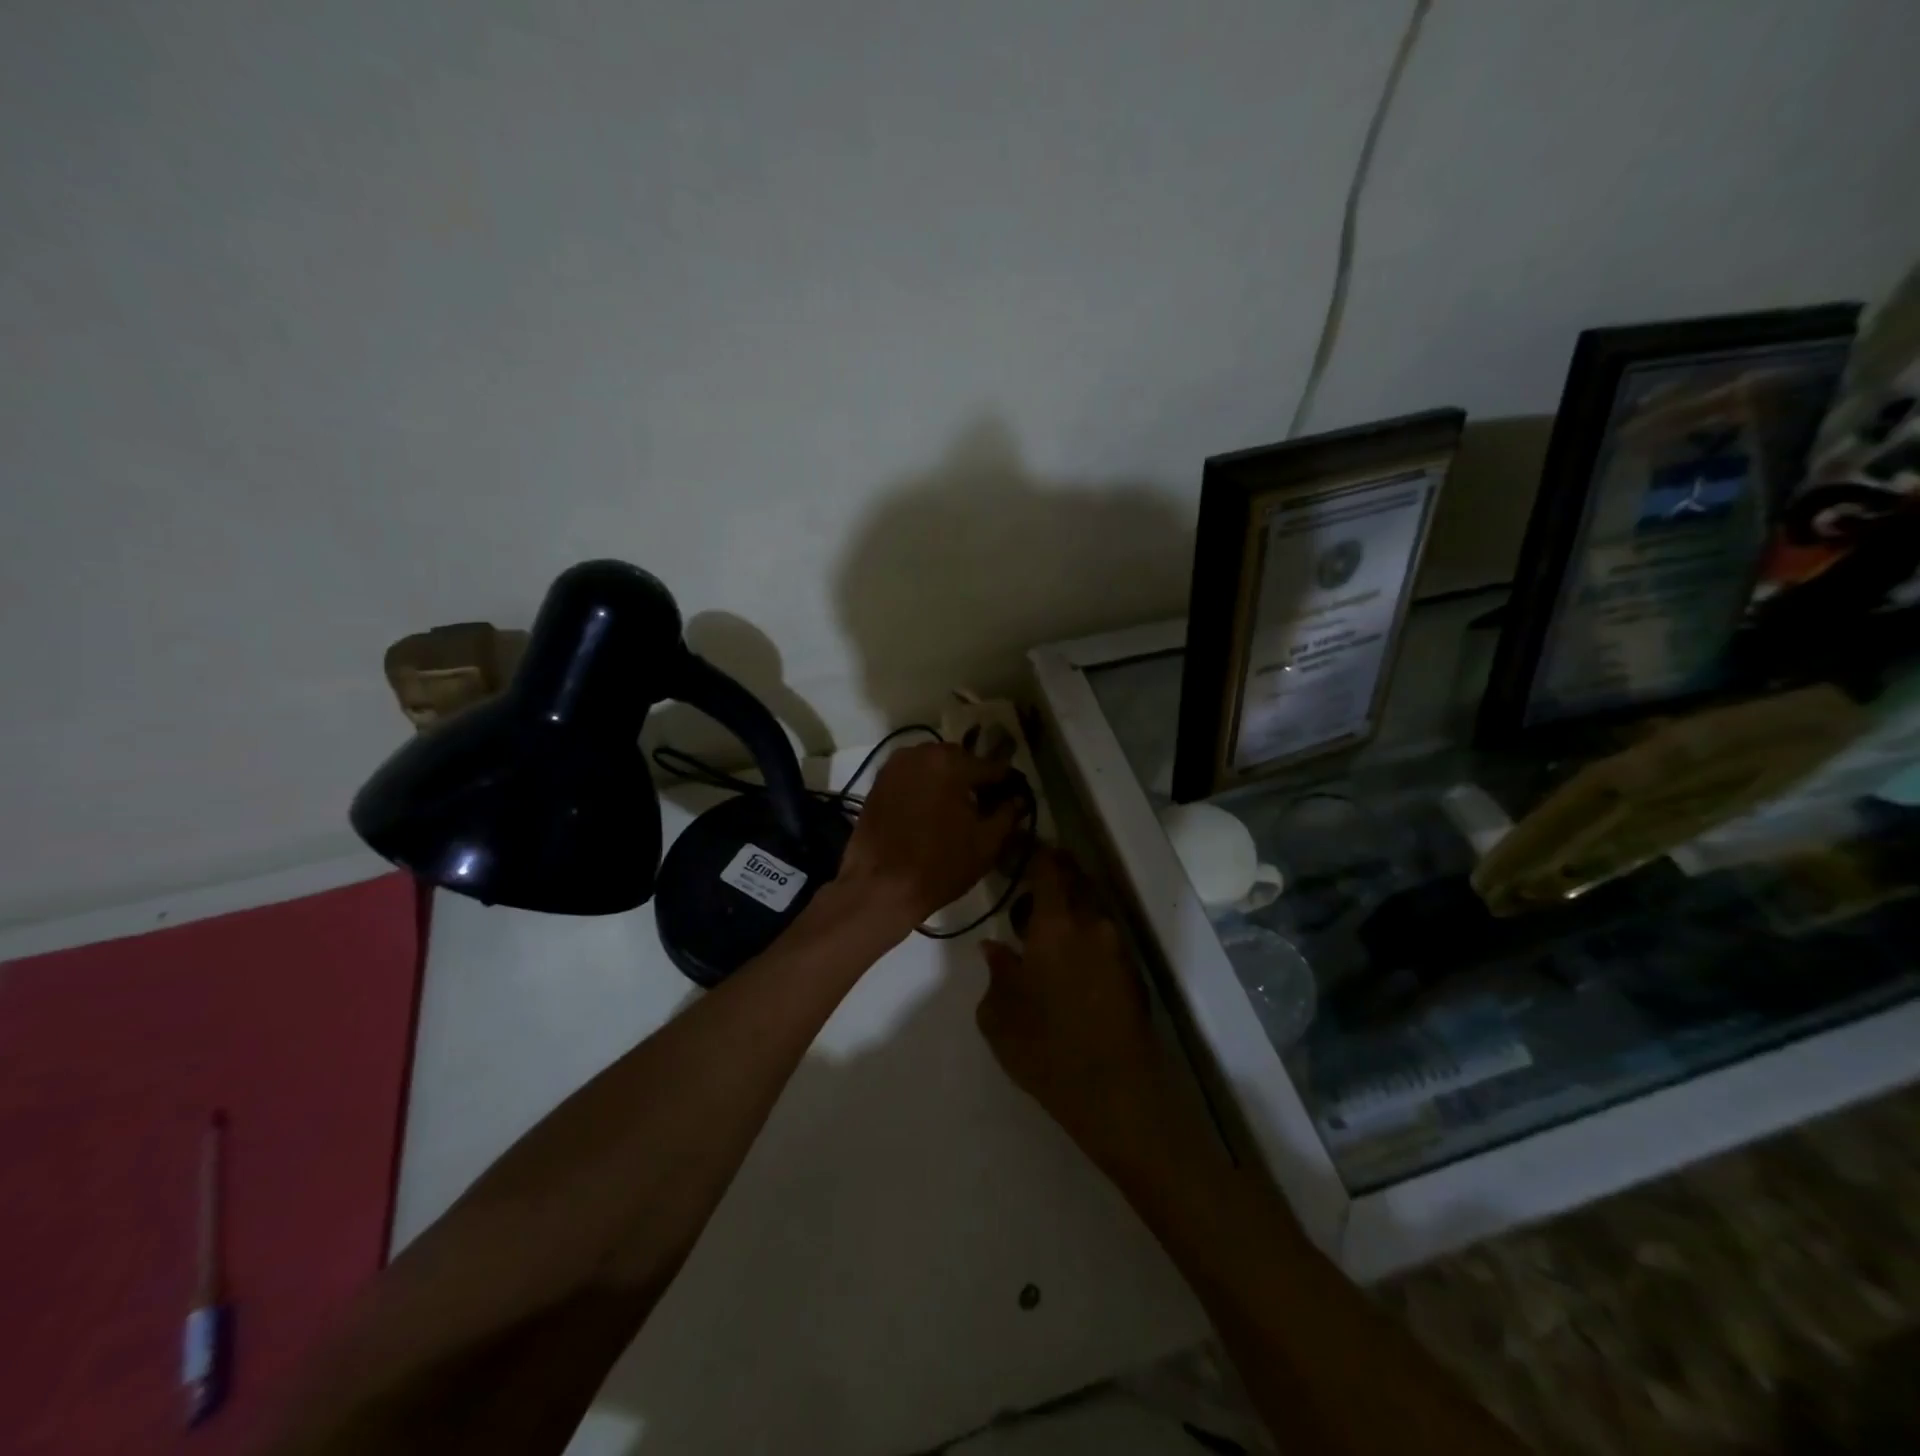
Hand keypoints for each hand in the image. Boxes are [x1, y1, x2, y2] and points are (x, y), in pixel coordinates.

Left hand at [837, 741, 1026, 931]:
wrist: (879, 887)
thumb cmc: (939, 866)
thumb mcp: (986, 843)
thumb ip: (1007, 814)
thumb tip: (1017, 799)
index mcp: (951, 762)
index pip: (991, 767)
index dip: (1006, 783)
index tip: (1014, 797)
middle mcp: (921, 752)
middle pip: (960, 760)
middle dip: (973, 778)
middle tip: (984, 805)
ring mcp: (895, 765)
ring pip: (933, 766)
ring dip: (947, 781)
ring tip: (956, 810)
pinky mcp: (878, 782)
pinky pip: (911, 777)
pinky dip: (924, 787)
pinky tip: (930, 812)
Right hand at [976, 849, 1186, 1160]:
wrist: (1119, 1094)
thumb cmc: (1047, 1051)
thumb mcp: (999, 1016)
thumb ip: (995, 972)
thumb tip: (995, 947)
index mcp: (1056, 925)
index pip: (1048, 867)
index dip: (1032, 851)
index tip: (1015, 847)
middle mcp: (1092, 924)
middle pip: (1075, 878)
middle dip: (1052, 872)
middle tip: (1025, 886)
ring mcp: (1118, 946)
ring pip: (1091, 905)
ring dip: (1068, 904)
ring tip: (1041, 931)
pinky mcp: (1132, 971)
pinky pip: (1103, 933)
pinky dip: (1083, 930)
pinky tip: (1065, 960)